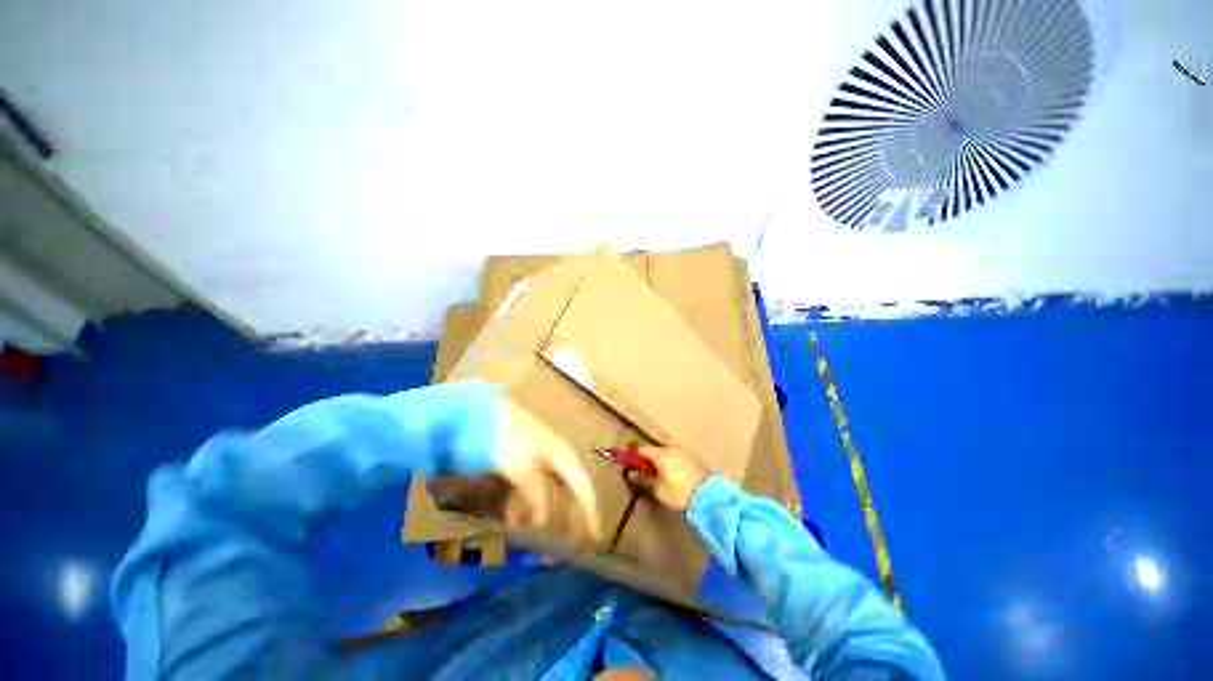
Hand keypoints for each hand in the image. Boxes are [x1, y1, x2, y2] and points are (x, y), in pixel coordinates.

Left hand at [494, 399, 601, 541]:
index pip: (583, 489)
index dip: (590, 513)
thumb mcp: (524, 469)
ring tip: (534, 537)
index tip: (594, 539)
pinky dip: (526, 505)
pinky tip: (514, 517)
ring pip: (549, 492)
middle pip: (569, 491)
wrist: (490, 415)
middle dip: (569, 517)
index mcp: (564, 457)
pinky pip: (532, 488)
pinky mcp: (526, 460)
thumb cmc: (511, 439)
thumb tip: (542, 522)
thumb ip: (536, 496)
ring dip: (544, 514)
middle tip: (568, 544)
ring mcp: (541, 458)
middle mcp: (557, 458)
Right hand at [627, 445, 709, 512]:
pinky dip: (670, 462)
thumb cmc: (679, 493)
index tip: (630, 464)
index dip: (634, 455)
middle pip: (654, 450)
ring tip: (659, 475)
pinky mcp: (692, 457)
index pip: (642, 449)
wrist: (709, 496)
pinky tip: (672, 474)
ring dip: (660, 461)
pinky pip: (675, 456)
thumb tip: (630, 473)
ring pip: (665, 452)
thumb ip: (643, 480)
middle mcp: (671, 448)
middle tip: (645, 473)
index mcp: (661, 454)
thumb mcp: (658, 490)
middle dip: (647, 459)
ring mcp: (683, 451)